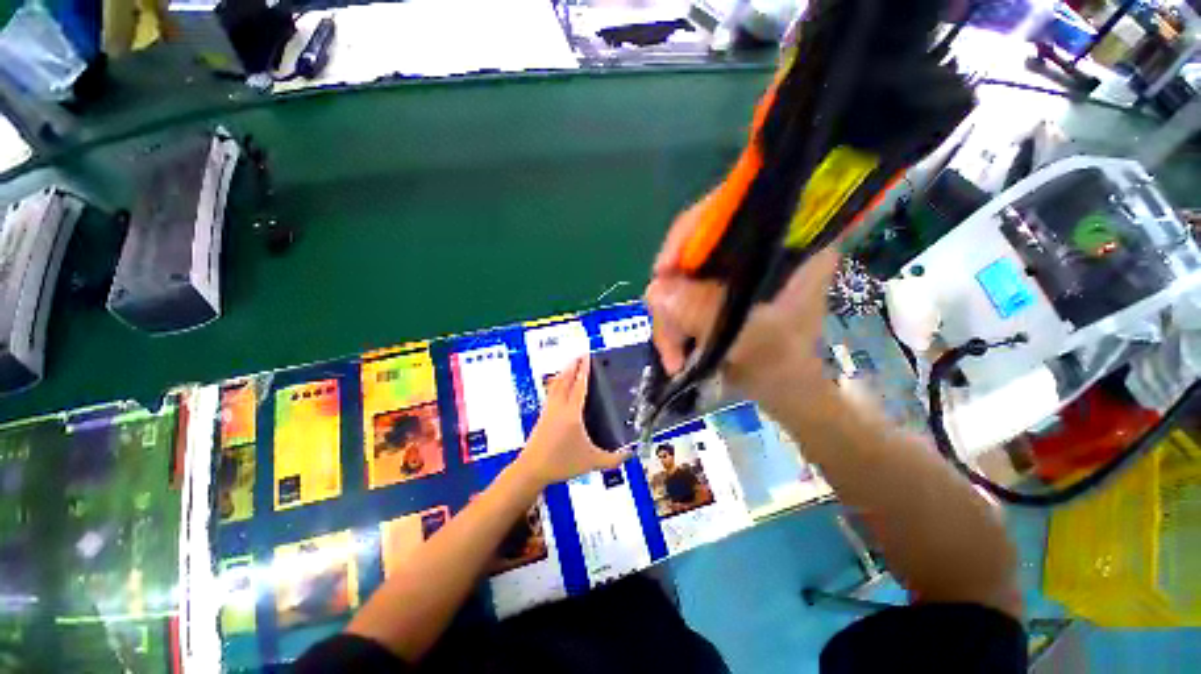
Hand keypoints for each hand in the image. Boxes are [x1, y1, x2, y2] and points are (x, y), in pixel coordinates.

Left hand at [516, 356, 630, 486]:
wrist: (532, 469)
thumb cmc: (562, 463)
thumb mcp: (592, 462)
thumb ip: (613, 459)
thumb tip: (630, 454)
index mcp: (572, 413)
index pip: (580, 385)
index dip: (584, 370)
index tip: (587, 357)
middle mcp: (559, 407)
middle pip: (566, 379)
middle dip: (573, 365)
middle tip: (580, 355)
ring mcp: (549, 410)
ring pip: (556, 384)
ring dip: (564, 372)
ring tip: (570, 364)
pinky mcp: (543, 415)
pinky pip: (551, 392)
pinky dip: (556, 383)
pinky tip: (558, 384)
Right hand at [645, 198, 840, 413]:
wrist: (781, 390)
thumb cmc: (784, 365)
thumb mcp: (752, 340)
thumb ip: (707, 313)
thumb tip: (655, 290)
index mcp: (787, 241)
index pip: (732, 210)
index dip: (691, 233)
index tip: (664, 270)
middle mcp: (757, 246)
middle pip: (695, 247)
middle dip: (673, 293)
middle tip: (667, 332)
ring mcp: (731, 269)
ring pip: (681, 276)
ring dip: (669, 317)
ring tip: (673, 356)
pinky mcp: (714, 289)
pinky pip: (678, 295)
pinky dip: (671, 321)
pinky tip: (674, 349)